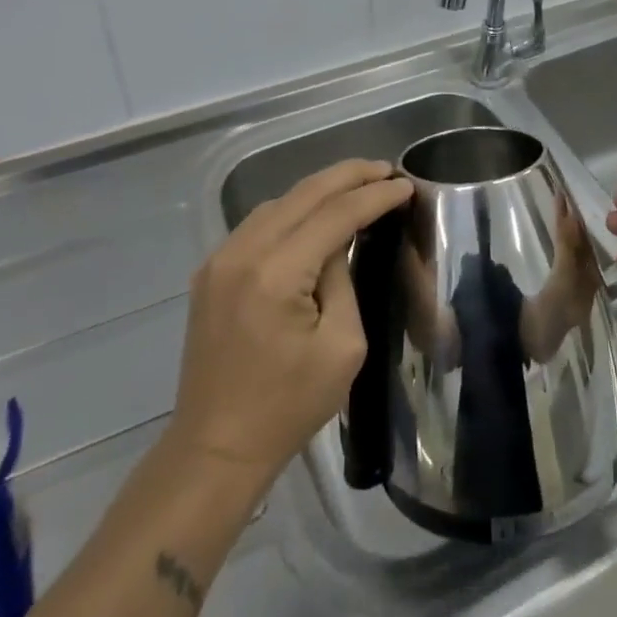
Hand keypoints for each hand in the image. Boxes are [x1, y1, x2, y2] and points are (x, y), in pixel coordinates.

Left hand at [170, 160, 410, 494]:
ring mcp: (220, 259)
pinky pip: (259, 223)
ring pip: (279, 202)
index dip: (374, 196)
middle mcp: (243, 252)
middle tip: (386, 169)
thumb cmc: (287, 407)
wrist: (215, 448)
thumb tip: (336, 246)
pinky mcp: (211, 271)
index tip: (405, 184)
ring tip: (357, 185)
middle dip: (349, 175)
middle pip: (303, 193)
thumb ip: (343, 281)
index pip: (335, 214)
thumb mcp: (341, 347)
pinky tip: (315, 214)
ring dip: (320, 189)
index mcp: (276, 274)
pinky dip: (293, 210)